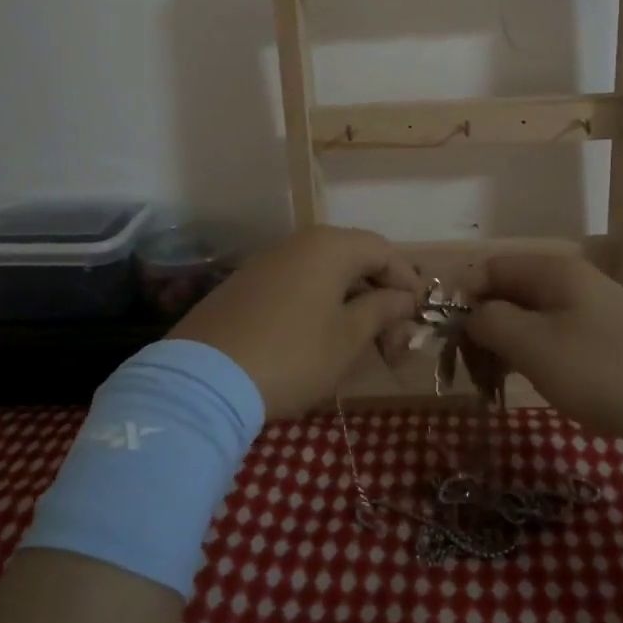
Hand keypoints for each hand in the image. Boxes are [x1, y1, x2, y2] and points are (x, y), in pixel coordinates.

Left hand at [171, 226, 420, 419]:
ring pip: (325, 274)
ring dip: (351, 304)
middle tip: (393, 344)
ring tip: (361, 345)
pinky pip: (297, 285)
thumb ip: (382, 309)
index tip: (419, 317)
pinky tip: (321, 339)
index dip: (407, 281)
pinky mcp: (245, 285)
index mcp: (330, 246)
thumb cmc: (292, 355)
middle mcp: (299, 243)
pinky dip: (320, 306)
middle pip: (354, 260)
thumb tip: (404, 297)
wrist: (204, 380)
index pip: (383, 250)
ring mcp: (267, 262)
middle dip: (381, 298)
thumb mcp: (348, 337)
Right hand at [459, 255, 622, 442]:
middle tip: (471, 369)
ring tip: (495, 382)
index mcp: (551, 272)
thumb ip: (491, 322)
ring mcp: (592, 310)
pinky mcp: (607, 339)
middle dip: (483, 326)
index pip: (488, 269)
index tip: (449, 340)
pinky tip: (535, 383)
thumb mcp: (534, 346)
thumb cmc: (604, 370)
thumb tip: (470, 315)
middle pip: (509, 292)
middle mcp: (571, 281)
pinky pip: (556, 337)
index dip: (462, 299)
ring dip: (507, 345)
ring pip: (532, 317)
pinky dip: (535, 356)